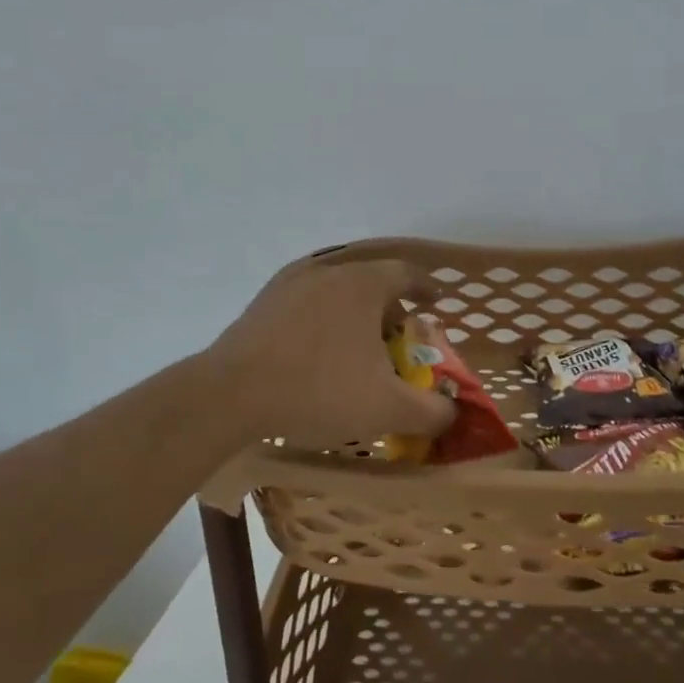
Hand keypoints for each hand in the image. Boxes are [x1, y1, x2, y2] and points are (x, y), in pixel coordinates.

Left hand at [203, 255, 455, 451]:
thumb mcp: (386, 408)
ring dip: (354, 312)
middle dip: (390, 307)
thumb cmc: (318, 390)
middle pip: (371, 281)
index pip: (407, 274)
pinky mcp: (262, 302)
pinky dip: (322, 319)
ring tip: (356, 347)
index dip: (427, 288)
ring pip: (336, 290)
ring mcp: (290, 283)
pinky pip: (306, 302)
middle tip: (397, 338)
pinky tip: (316, 349)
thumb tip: (452, 411)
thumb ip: (431, 411)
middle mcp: (329, 271)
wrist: (230, 395)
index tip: (437, 302)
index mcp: (363, 284)